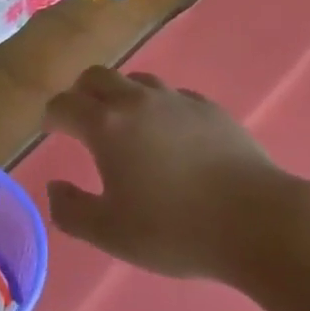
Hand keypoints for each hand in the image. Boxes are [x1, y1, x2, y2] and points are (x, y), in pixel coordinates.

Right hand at [43, 66, 293, 279]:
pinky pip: (173, 96)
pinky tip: (172, 134)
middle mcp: (135, 100)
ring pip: (137, 80)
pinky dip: (160, 107)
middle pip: (97, 76)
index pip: (64, 104)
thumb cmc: (175, 229)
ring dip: (122, 95)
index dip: (53, 115)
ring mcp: (175, 99)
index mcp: (106, 124)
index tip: (52, 129)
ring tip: (127, 124)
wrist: (257, 221)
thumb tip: (54, 187)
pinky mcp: (209, 108)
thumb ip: (71, 211)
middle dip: (82, 92)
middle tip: (83, 118)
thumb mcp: (112, 233)